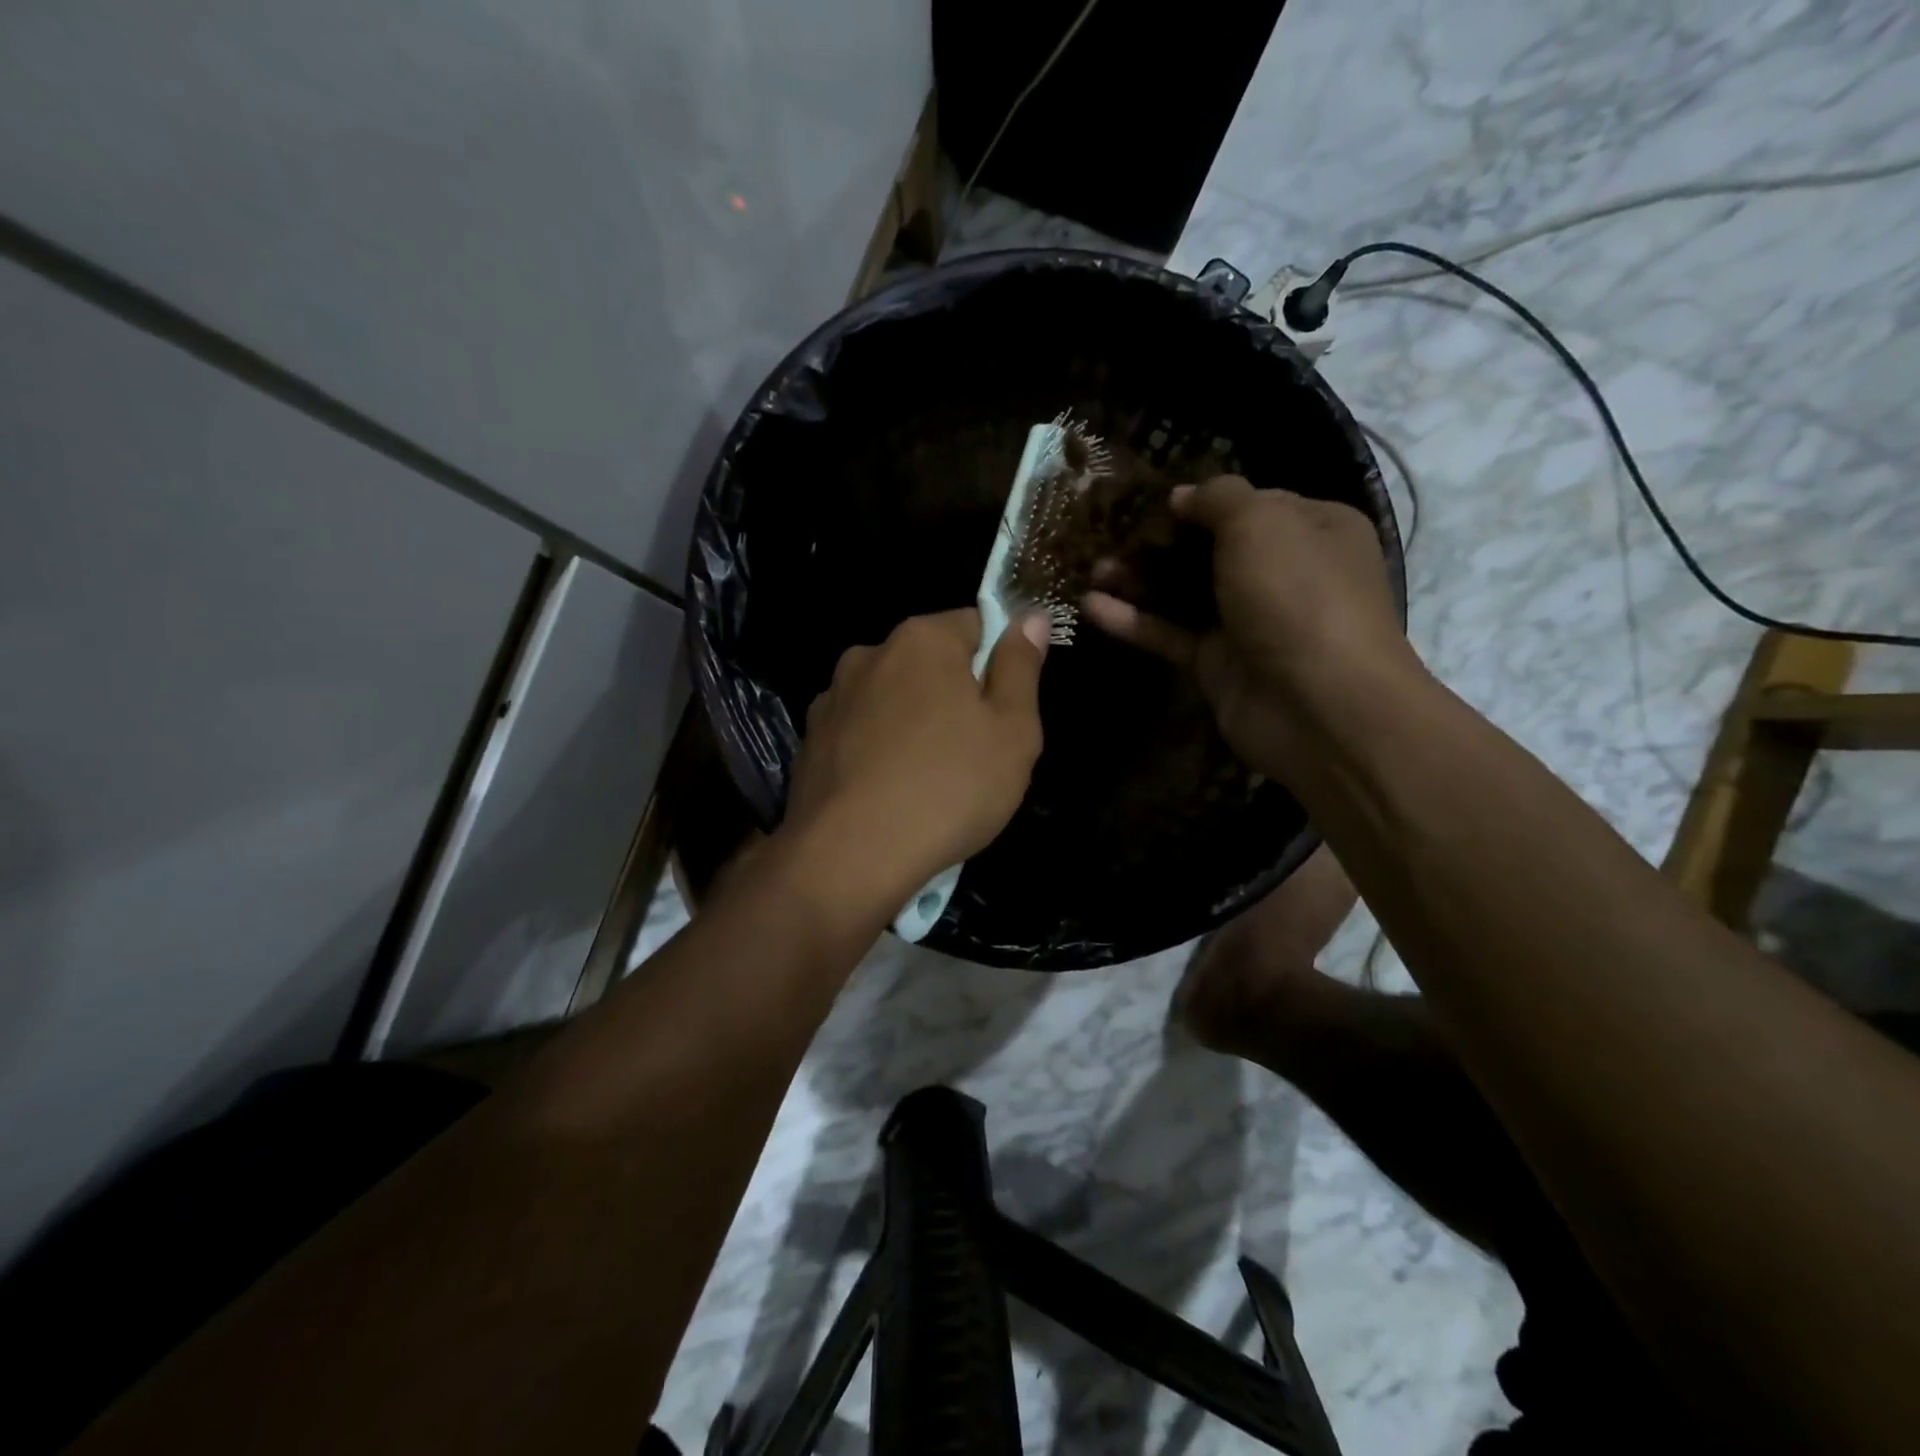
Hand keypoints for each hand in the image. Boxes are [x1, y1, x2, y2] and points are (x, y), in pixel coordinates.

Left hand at [779, 609, 1047, 909]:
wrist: (850, 857)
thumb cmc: (949, 788)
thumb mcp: (1012, 731)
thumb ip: (1021, 667)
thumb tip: (1029, 616)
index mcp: (922, 639)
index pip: (975, 624)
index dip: (998, 663)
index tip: (1005, 712)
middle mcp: (869, 654)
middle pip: (929, 663)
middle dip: (954, 696)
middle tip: (974, 754)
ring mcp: (832, 698)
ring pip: (892, 699)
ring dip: (912, 723)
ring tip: (927, 781)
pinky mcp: (810, 741)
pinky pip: (860, 733)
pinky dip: (878, 751)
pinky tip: (888, 793)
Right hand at [1082, 477, 1413, 775]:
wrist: (1318, 706)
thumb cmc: (1297, 594)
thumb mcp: (1261, 522)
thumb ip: (1219, 498)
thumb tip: (1183, 496)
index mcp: (1312, 529)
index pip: (1251, 504)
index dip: (1203, 501)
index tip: (1152, 503)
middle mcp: (1283, 573)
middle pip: (1211, 549)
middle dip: (1161, 542)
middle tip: (1111, 536)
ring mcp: (1248, 622)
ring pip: (1185, 592)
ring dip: (1139, 579)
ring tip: (1092, 569)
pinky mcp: (1217, 663)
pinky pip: (1170, 634)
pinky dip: (1134, 621)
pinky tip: (1090, 607)